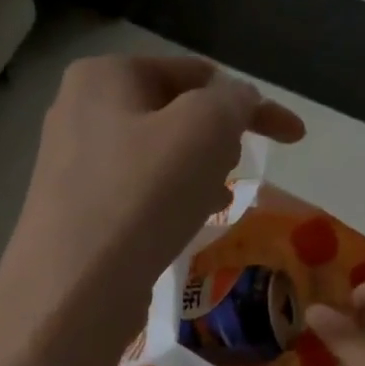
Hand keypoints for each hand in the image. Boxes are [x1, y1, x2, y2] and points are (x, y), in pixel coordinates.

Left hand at [0, 56, 303, 365]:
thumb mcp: (204, 129)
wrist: (72, 292)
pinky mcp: (75, 210)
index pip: (195, 73)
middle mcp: (80, 110)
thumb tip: (238, 100)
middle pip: (174, 112)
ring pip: (158, 155)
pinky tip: (180, 225)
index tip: (293, 135)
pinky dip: (167, 200)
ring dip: (196, 171)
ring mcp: (72, 164)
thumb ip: (233, 100)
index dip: (252, 101)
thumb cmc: (141, 196)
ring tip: (209, 202)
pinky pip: (137, 192)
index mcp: (105, 75)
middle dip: (218, 137)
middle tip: (234, 171)